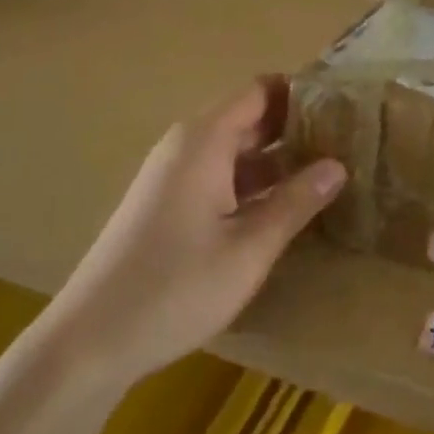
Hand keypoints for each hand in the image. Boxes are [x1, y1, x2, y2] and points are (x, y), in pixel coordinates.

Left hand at [42, 77, 345, 388]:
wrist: (88, 342)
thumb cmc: (174, 288)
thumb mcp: (248, 249)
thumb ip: (296, 202)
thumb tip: (338, 165)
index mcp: (205, 140)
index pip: (260, 91)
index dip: (300, 92)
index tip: (342, 105)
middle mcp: (187, 146)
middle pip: (248, 117)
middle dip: (295, 125)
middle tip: (346, 140)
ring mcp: (173, 175)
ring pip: (234, 150)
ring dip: (276, 157)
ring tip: (325, 171)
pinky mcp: (166, 203)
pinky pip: (218, 174)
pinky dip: (252, 181)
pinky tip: (282, 205)